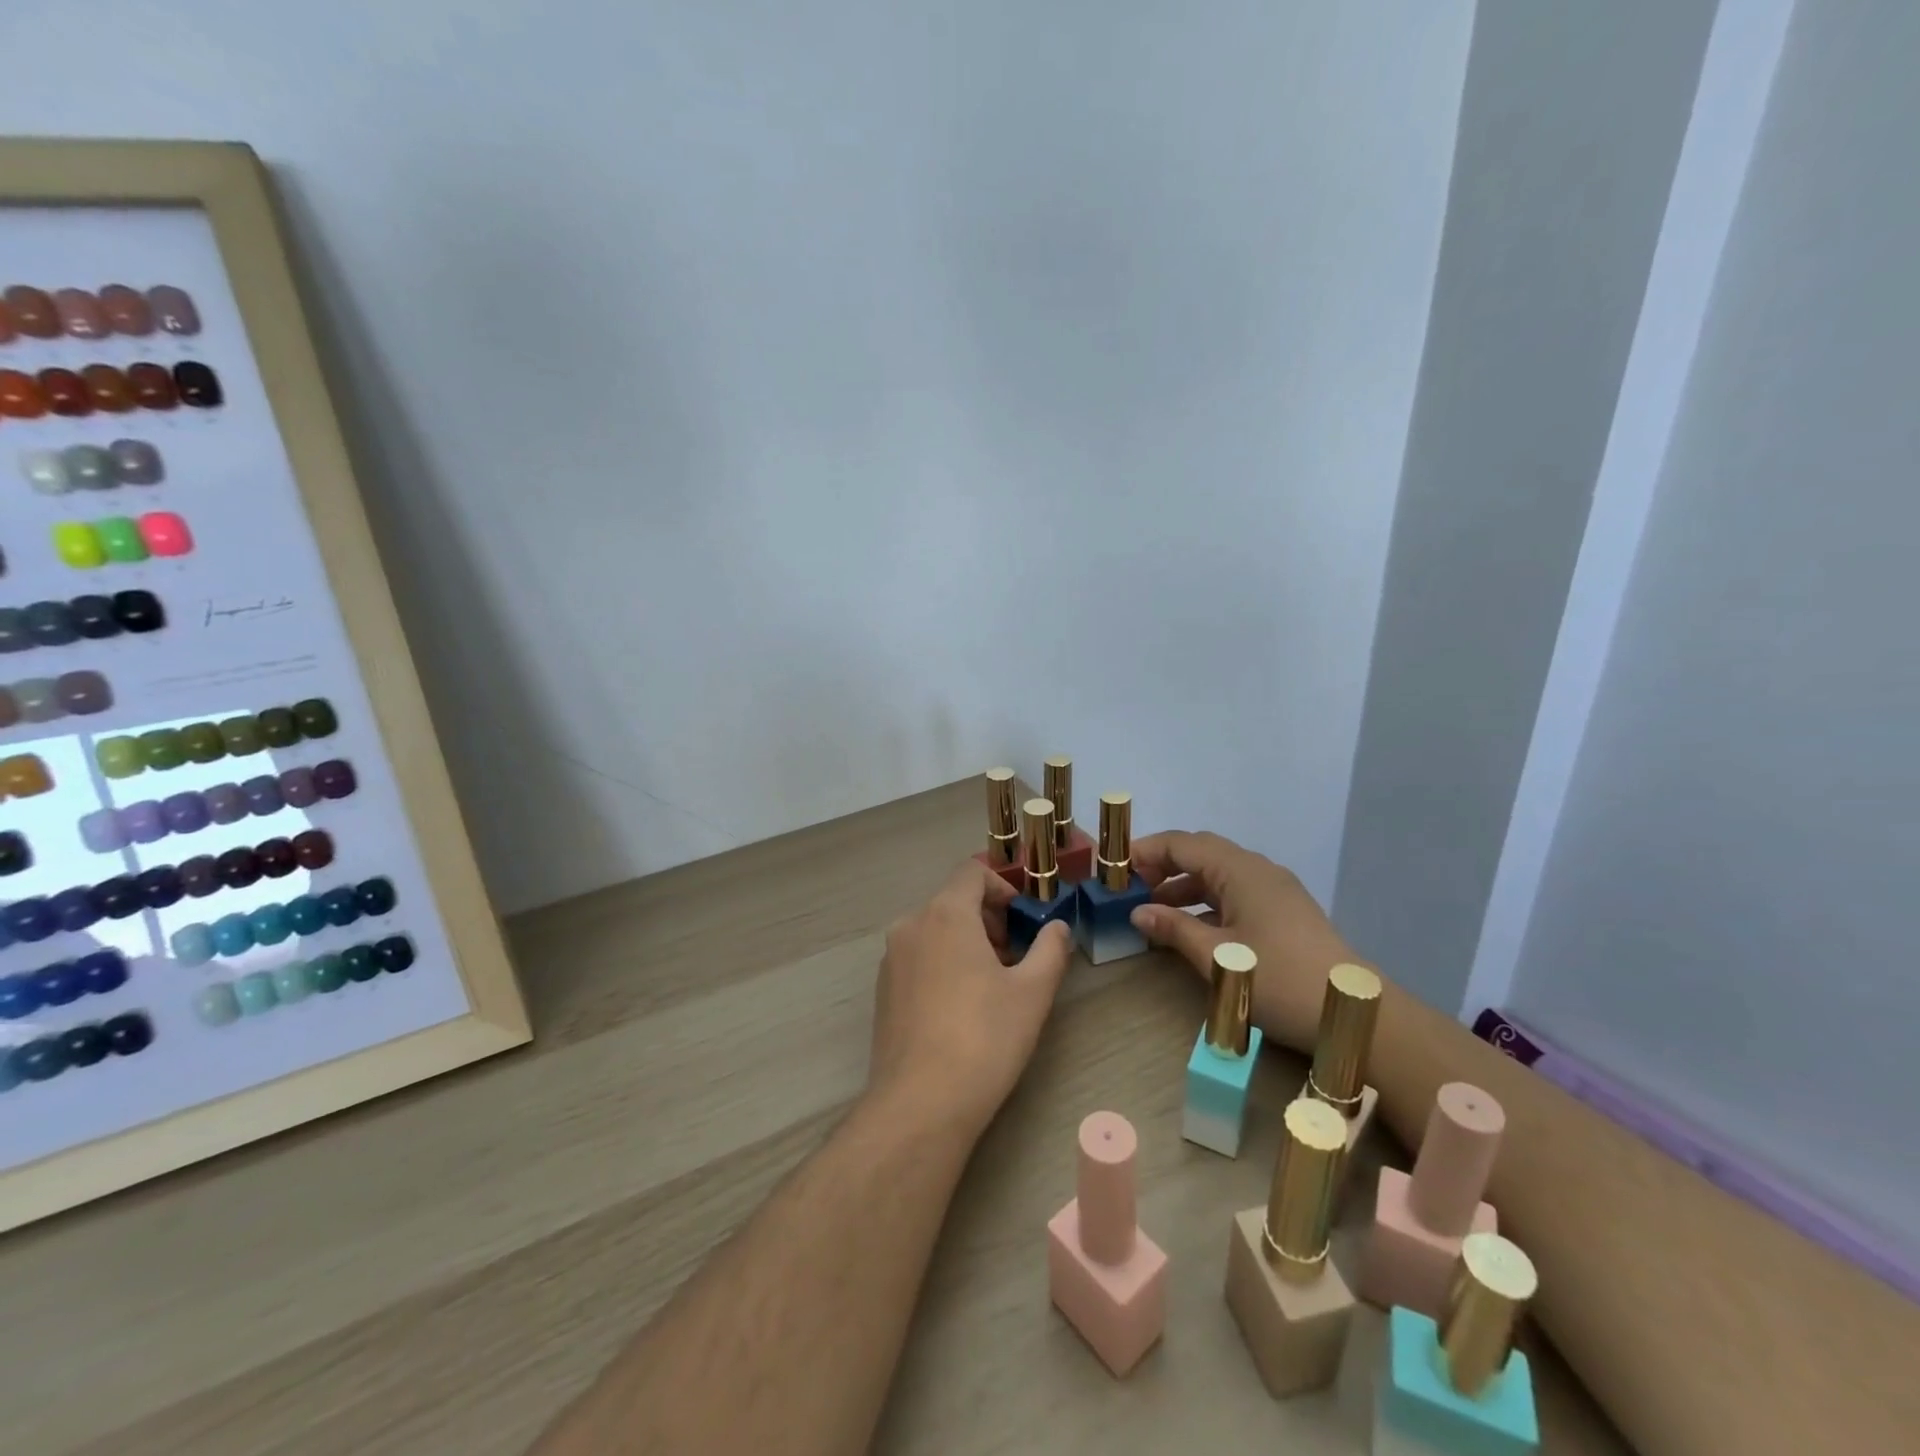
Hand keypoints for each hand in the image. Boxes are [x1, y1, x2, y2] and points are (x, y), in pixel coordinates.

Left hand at [867, 860, 1073, 1139]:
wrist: (921, 1103)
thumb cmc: (984, 1038)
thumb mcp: (1032, 992)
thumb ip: (1051, 949)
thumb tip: (1057, 928)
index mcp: (945, 914)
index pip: (972, 871)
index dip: (1002, 887)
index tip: (1024, 920)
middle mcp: (911, 925)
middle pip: (954, 901)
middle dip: (989, 920)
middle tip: (1016, 958)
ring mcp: (891, 958)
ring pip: (935, 930)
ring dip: (967, 943)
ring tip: (993, 986)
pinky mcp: (883, 989)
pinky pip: (919, 957)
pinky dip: (943, 963)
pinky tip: (962, 1008)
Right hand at [1127, 831, 1362, 1052]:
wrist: (1355, 1013)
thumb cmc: (1280, 980)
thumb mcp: (1219, 957)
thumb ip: (1174, 929)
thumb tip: (1138, 913)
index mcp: (1241, 870)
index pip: (1183, 844)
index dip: (1146, 851)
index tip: (1115, 869)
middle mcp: (1258, 870)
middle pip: (1201, 854)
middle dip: (1163, 866)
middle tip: (1131, 889)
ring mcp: (1275, 891)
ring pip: (1218, 875)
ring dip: (1184, 887)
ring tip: (1155, 912)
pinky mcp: (1284, 913)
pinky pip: (1235, 894)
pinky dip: (1207, 903)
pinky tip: (1192, 929)